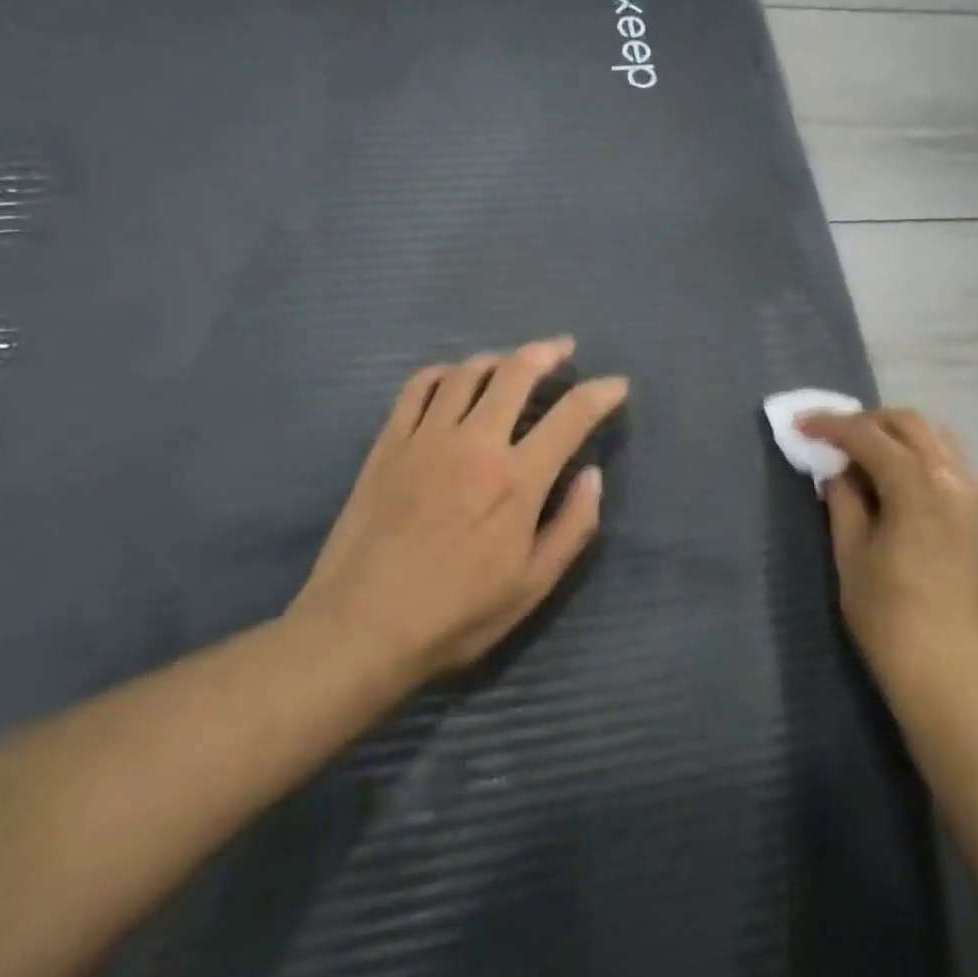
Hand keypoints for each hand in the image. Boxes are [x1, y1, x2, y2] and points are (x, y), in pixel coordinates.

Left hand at [290, 338, 628, 692]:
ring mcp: (426, 438)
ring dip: (498, 358)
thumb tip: (593, 475)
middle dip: (548, 353)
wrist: (360, 628)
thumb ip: (573, 526)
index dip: (601, 393)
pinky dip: (442, 373)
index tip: (617, 384)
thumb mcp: (533, 586)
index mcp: (517, 480)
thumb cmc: (456, 615)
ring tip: (512, 362)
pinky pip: (417, 388)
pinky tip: (452, 378)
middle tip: (564, 348)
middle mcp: (474, 443)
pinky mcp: (388, 444)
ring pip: (466, 372)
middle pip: (516, 373)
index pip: (571, 416)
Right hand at [795, 408, 977, 701]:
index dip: (832, 425)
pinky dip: (918, 456)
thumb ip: (844, 503)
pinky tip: (894, 481)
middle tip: (832, 437)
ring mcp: (975, 499)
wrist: (957, 680)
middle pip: (911, 424)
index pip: (870, 436)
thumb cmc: (893, 622)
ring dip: (896, 435)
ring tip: (861, 455)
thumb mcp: (853, 558)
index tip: (800, 424)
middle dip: (868, 421)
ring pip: (936, 440)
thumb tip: (839, 471)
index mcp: (919, 488)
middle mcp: (954, 480)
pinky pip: (949, 464)